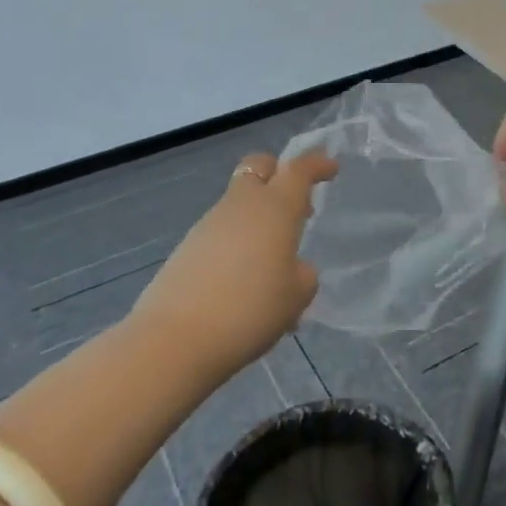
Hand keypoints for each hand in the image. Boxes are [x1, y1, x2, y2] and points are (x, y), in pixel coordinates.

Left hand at [133, 150, 337, 375]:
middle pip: (258, 167)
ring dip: (258, 218)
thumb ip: (302, 274)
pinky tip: (243, 284)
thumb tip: (291, 268)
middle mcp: (240, 206)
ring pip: (238, 203)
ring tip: (272, 264)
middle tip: (295, 205)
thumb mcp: (296, 296)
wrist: (174, 341)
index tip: (331, 169)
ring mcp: (208, 225)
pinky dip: (238, 244)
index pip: (298, 170)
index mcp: (274, 208)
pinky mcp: (186, 249)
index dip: (317, 164)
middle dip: (278, 173)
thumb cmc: (250, 309)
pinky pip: (221, 233)